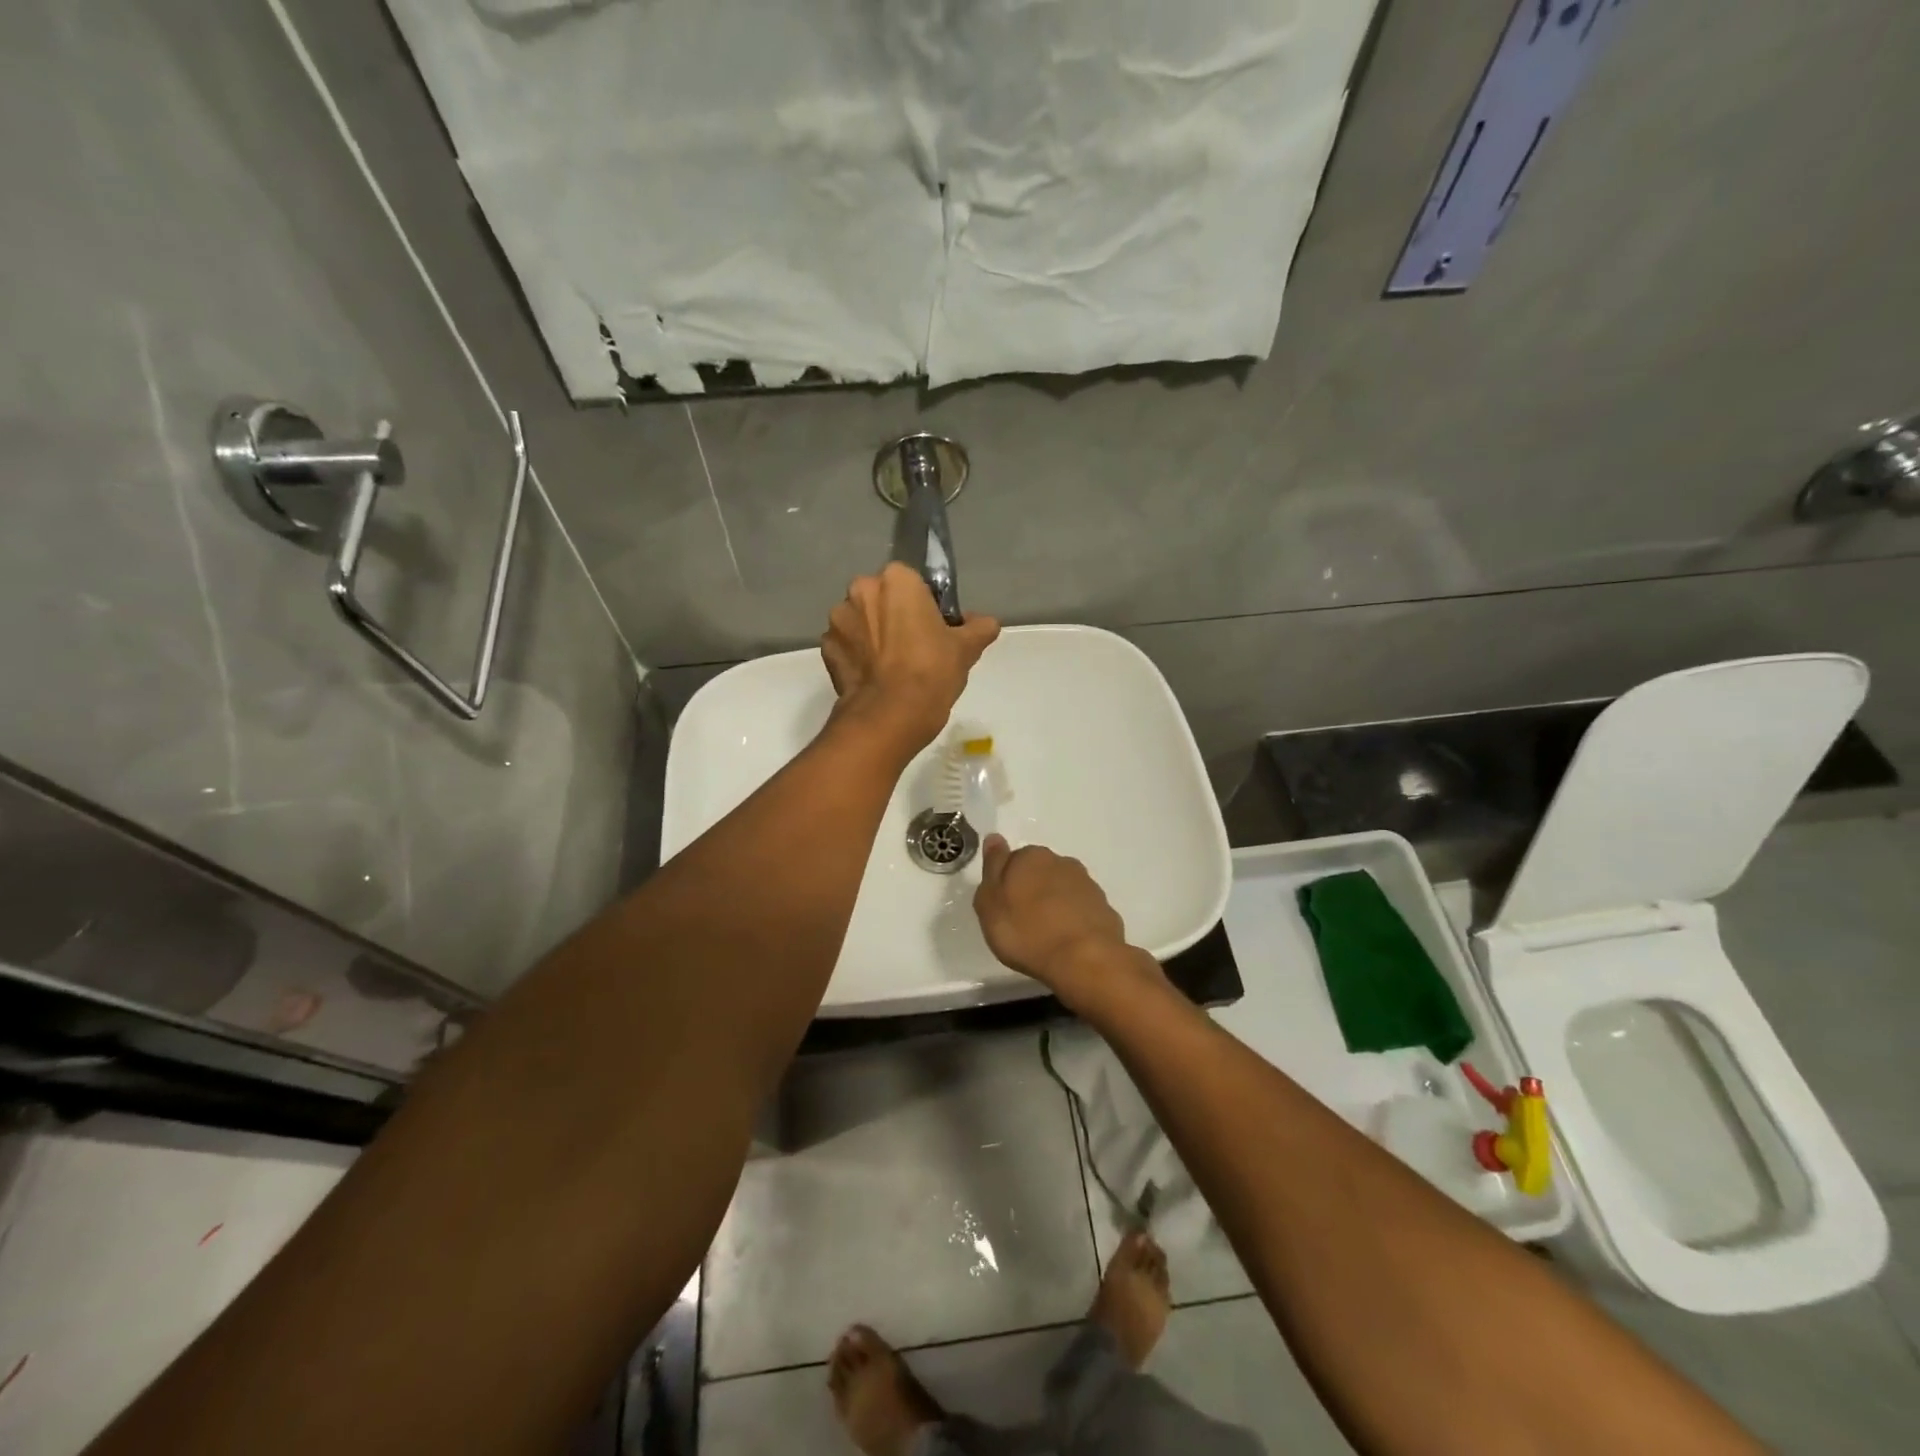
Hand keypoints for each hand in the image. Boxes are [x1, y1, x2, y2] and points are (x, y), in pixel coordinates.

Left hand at [820, 563, 999, 752]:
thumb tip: (985, 623)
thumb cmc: (932, 671)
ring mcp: (838, 620)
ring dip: (872, 636)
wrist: (891, 715)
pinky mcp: (827, 650)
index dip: (923, 605)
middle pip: (881, 598)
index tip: (933, 628)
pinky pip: (846, 646)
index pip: (911, 582)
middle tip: (914, 648)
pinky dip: (857, 657)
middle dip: (893, 616)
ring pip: (860, 621)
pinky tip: (874, 678)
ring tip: (891, 667)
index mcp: (896, 580)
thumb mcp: (966, 648)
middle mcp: (861, 590)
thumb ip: (979, 627)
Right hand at [973, 835, 1158, 1013]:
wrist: (1083, 959)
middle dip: (1032, 890)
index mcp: (1031, 856)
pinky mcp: (1104, 908)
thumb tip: (995, 838)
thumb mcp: (990, 903)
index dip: (1006, 882)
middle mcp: (1062, 862)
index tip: (1002, 905)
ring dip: (1054, 904)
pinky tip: (1067, 941)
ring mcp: (1087, 885)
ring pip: (1062, 889)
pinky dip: (1073, 920)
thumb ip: (992, 868)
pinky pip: (1081, 910)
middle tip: (1021, 921)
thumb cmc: (1027, 932)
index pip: (1013, 859)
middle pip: (1040, 872)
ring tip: (1045, 935)